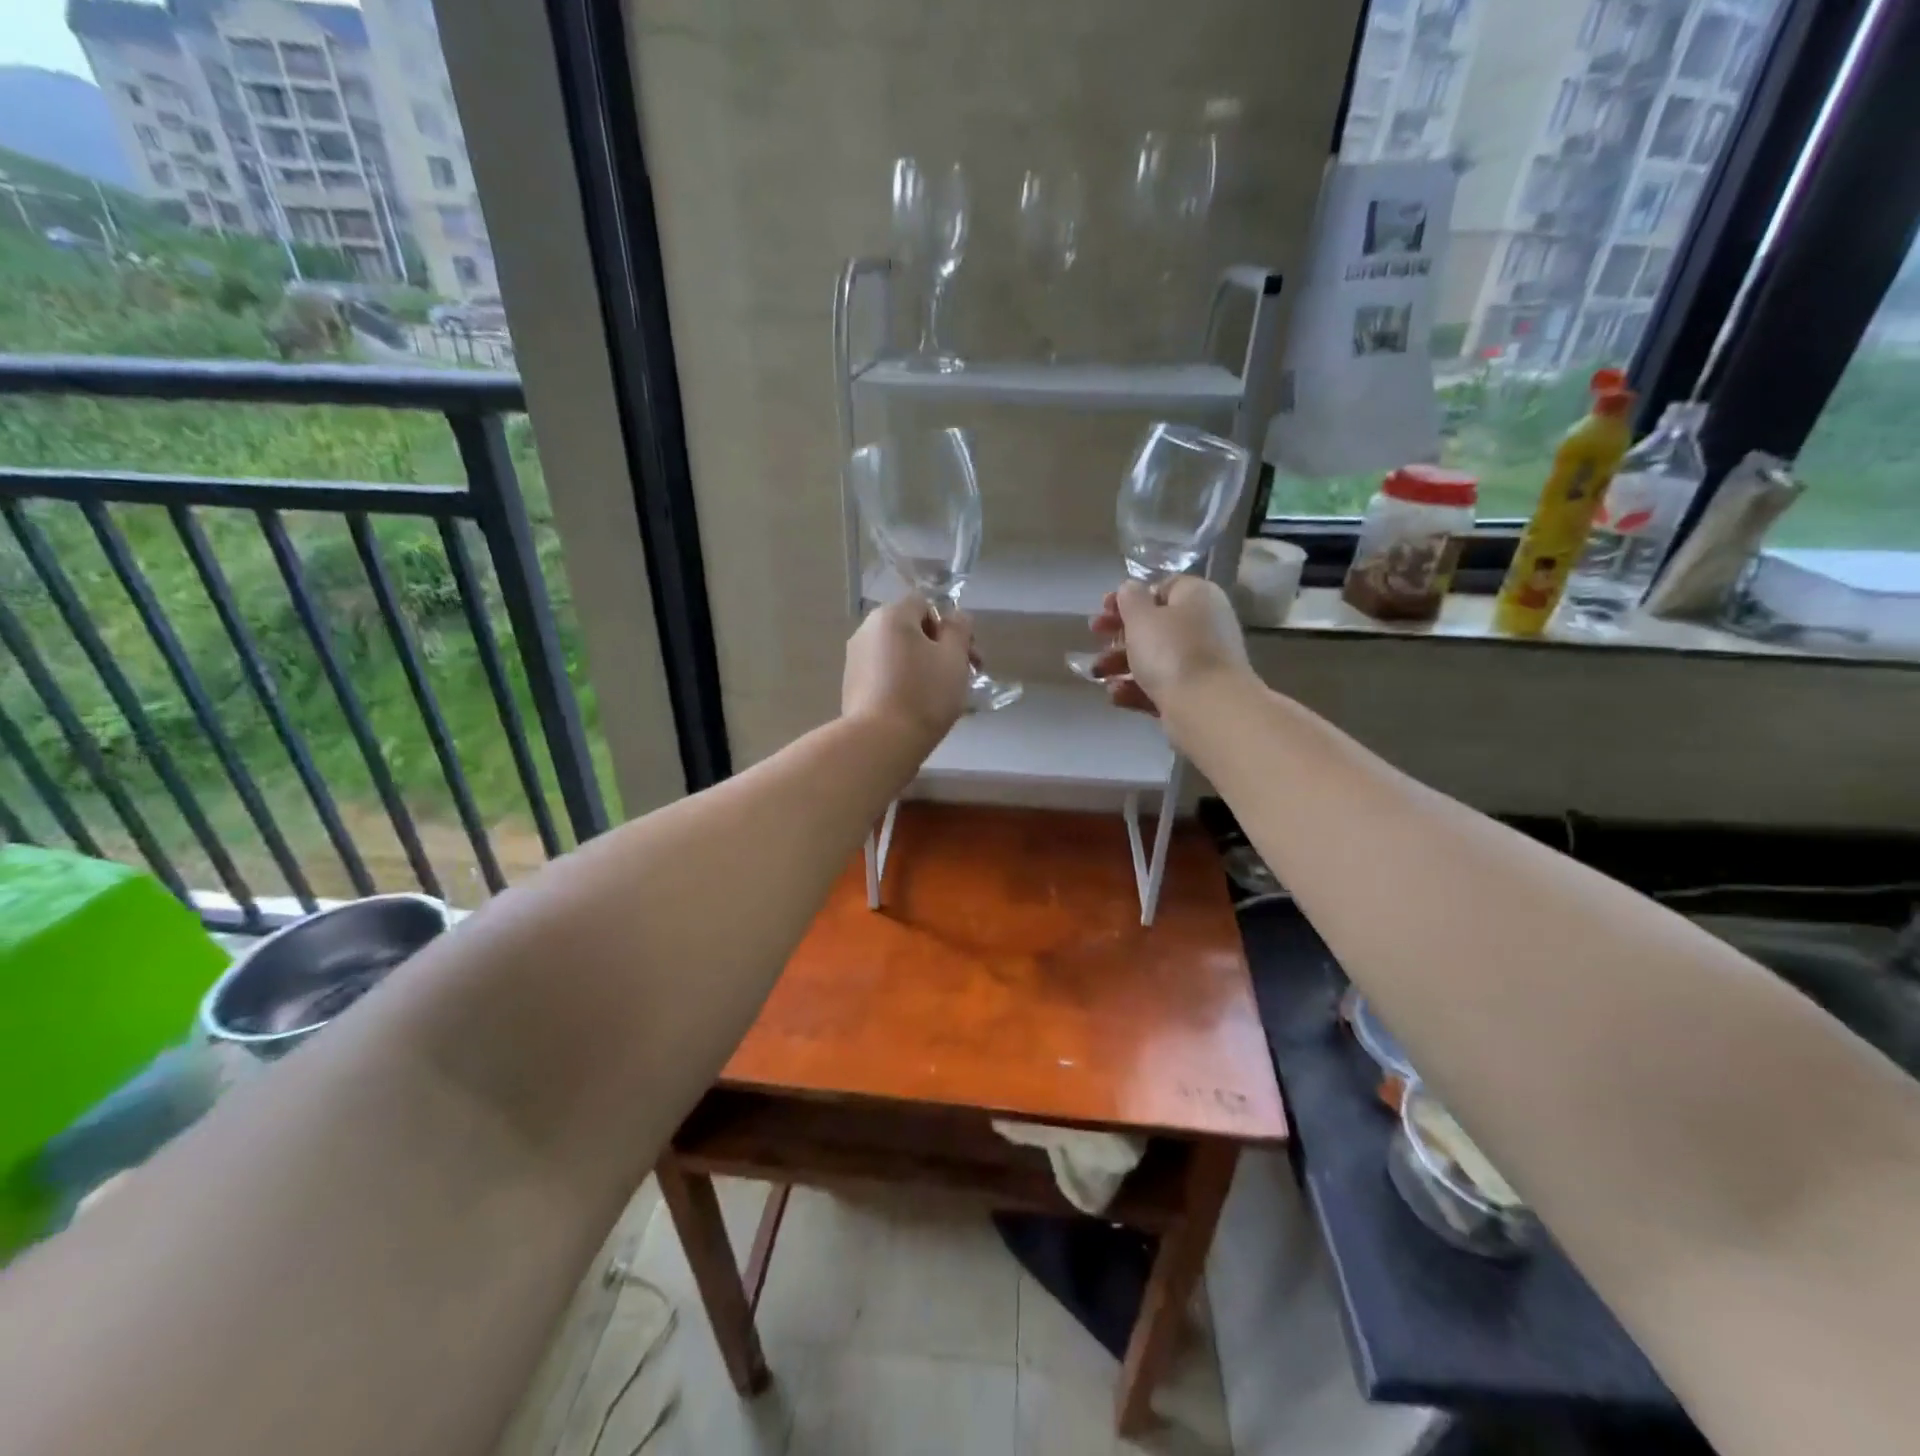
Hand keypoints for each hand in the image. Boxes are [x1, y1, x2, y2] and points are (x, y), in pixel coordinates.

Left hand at [842, 596, 973, 746]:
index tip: (966, 655)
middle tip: (963, 677)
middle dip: (940, 648)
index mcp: (891, 616)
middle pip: (912, 630)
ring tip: (942, 697)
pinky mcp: (852, 686)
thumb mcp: (954, 657)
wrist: (880, 742)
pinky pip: (886, 674)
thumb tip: (955, 616)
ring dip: (923, 667)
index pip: (926, 604)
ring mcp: (855, 659)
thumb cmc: (924, 694)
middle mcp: (867, 630)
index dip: (950, 626)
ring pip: (900, 654)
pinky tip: (917, 708)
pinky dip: (904, 683)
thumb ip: (959, 629)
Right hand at [1088, 577, 1249, 715]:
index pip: (1162, 588)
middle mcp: (1204, 625)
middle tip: (1095, 638)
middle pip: (1155, 625)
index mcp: (1197, 596)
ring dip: (1121, 664)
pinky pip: (1161, 685)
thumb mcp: (1142, 617)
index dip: (1130, 598)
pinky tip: (1116, 696)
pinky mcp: (1194, 693)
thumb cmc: (1172, 652)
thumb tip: (1130, 588)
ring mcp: (1201, 662)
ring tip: (1098, 674)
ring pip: (1154, 658)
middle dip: (1119, 634)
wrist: (1206, 707)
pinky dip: (1136, 689)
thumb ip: (1130, 598)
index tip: (1104, 609)